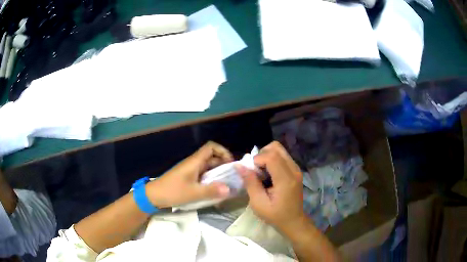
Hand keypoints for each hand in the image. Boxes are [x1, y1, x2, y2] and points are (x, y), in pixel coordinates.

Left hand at [146, 141, 233, 207]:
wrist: (154, 195)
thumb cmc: (173, 191)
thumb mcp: (193, 193)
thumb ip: (211, 191)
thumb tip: (229, 189)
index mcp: (195, 161)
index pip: (211, 147)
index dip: (223, 151)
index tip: (230, 163)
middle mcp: (194, 163)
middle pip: (212, 157)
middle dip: (223, 165)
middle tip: (232, 177)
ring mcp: (190, 170)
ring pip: (208, 167)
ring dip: (217, 173)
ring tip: (226, 184)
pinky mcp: (188, 178)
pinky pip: (203, 175)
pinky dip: (210, 179)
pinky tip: (214, 189)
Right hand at [237, 141, 305, 232]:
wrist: (294, 221)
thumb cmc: (276, 215)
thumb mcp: (258, 203)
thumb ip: (250, 183)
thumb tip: (239, 166)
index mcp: (286, 179)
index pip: (272, 156)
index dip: (257, 159)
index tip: (251, 172)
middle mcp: (294, 169)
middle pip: (276, 147)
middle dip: (262, 154)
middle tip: (256, 170)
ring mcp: (296, 169)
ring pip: (279, 150)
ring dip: (267, 156)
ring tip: (262, 172)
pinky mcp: (295, 170)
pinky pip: (282, 156)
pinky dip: (272, 160)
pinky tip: (269, 175)